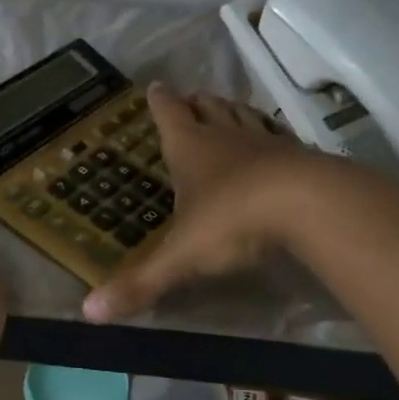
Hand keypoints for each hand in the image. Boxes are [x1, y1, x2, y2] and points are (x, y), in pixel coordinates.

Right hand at [83, 85, 320, 322]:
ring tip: (228, 110)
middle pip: (209, 108)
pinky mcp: (300, 157)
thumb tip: (90, 312)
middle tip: (191, 98)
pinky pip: (279, 137)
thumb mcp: (181, 256)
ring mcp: (267, 143)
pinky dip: (270, 135)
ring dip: (233, 112)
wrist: (308, 205)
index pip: (169, 116)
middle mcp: (227, 137)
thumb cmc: (232, 220)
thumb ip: (141, 283)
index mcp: (190, 149)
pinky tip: (274, 144)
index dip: (160, 102)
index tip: (156, 87)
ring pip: (245, 117)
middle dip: (197, 103)